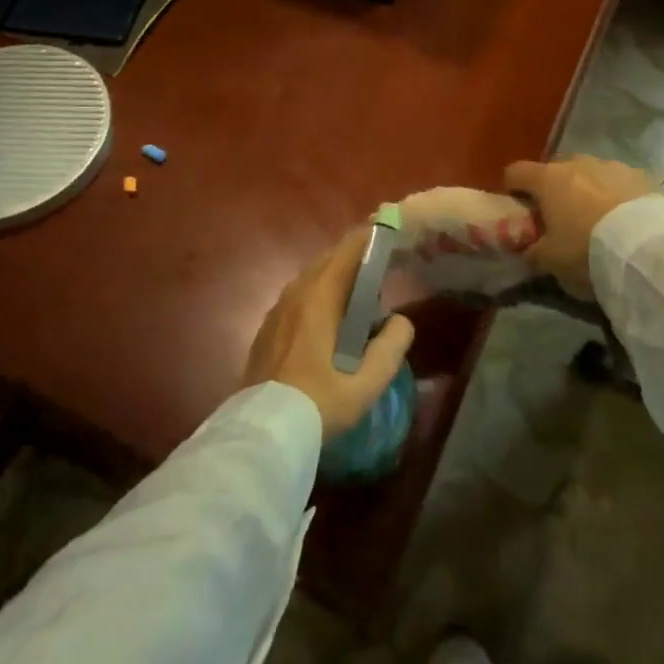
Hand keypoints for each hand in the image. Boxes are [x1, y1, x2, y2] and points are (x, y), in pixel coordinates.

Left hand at [242, 227, 415, 440]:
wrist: (263, 433)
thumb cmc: (318, 404)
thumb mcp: (365, 383)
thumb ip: (390, 348)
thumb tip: (401, 321)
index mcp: (319, 298)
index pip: (346, 252)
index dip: (367, 238)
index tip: (388, 230)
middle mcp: (295, 294)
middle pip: (327, 261)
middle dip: (353, 256)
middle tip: (379, 262)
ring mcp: (277, 311)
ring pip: (310, 278)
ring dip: (334, 276)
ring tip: (358, 289)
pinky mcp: (267, 329)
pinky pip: (298, 296)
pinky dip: (318, 293)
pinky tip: (329, 316)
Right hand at [503, 156, 658, 300]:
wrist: (648, 250)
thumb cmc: (586, 251)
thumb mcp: (550, 261)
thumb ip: (532, 250)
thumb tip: (527, 247)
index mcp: (548, 179)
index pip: (516, 172)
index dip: (512, 188)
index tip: (518, 207)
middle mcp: (577, 163)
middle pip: (554, 170)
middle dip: (553, 189)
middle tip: (559, 217)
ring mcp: (611, 165)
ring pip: (589, 173)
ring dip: (586, 190)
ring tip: (596, 220)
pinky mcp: (641, 175)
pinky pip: (618, 182)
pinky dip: (614, 195)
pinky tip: (623, 219)